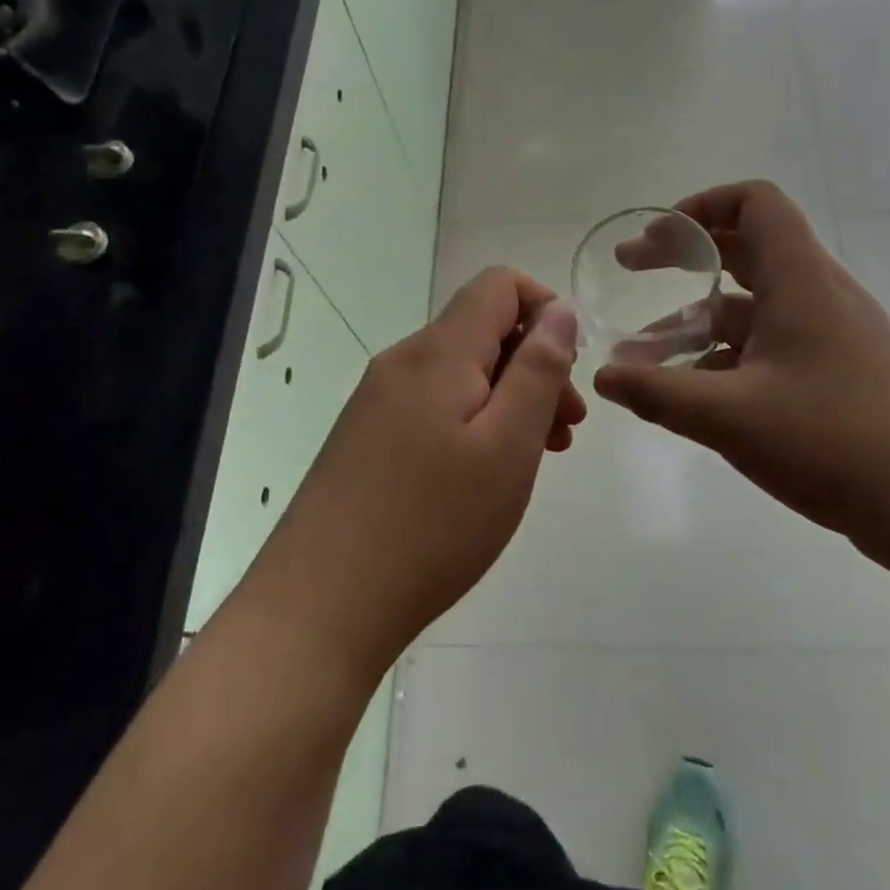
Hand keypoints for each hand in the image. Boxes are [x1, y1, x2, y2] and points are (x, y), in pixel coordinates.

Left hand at [240, 269, 583, 679]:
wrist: (320, 604)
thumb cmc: (432, 523)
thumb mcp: (508, 444)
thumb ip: (539, 369)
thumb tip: (559, 310)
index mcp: (438, 352)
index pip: (498, 285)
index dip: (545, 309)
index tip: (568, 370)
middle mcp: (403, 362)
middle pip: (482, 330)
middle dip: (534, 365)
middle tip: (565, 432)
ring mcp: (377, 400)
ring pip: (461, 372)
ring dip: (508, 398)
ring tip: (536, 458)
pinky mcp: (366, 436)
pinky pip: (434, 405)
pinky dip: (473, 422)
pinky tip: (484, 475)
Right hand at [594, 181, 889, 573]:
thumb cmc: (833, 439)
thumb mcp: (730, 415)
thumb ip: (658, 392)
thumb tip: (603, 375)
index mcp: (800, 279)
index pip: (754, 202)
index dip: (700, 206)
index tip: (656, 239)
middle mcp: (817, 294)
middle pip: (745, 249)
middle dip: (683, 258)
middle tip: (631, 270)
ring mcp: (831, 336)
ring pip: (752, 307)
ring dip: (696, 320)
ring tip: (643, 356)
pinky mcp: (837, 374)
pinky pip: (769, 347)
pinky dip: (725, 357)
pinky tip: (693, 394)